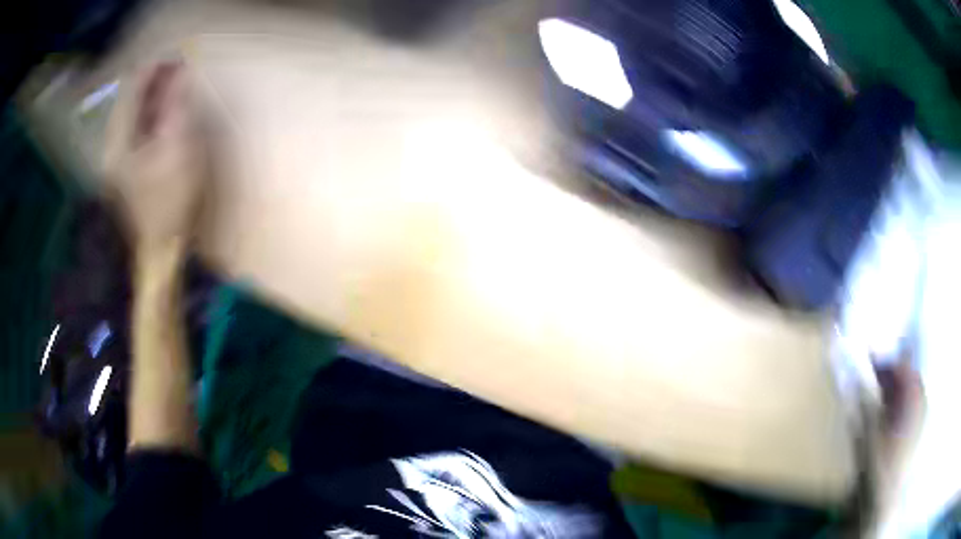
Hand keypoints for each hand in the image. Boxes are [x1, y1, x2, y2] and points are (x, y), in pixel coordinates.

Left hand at [104, 61, 207, 254]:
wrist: (161, 251)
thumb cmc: (170, 203)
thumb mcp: (178, 149)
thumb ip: (176, 107)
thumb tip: (180, 73)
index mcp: (121, 141)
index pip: (133, 90)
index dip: (154, 67)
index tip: (177, 53)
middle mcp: (114, 146)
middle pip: (131, 99)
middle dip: (154, 79)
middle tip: (180, 65)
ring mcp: (119, 159)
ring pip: (133, 113)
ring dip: (153, 95)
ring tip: (175, 82)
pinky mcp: (127, 168)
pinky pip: (137, 128)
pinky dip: (151, 113)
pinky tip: (164, 110)